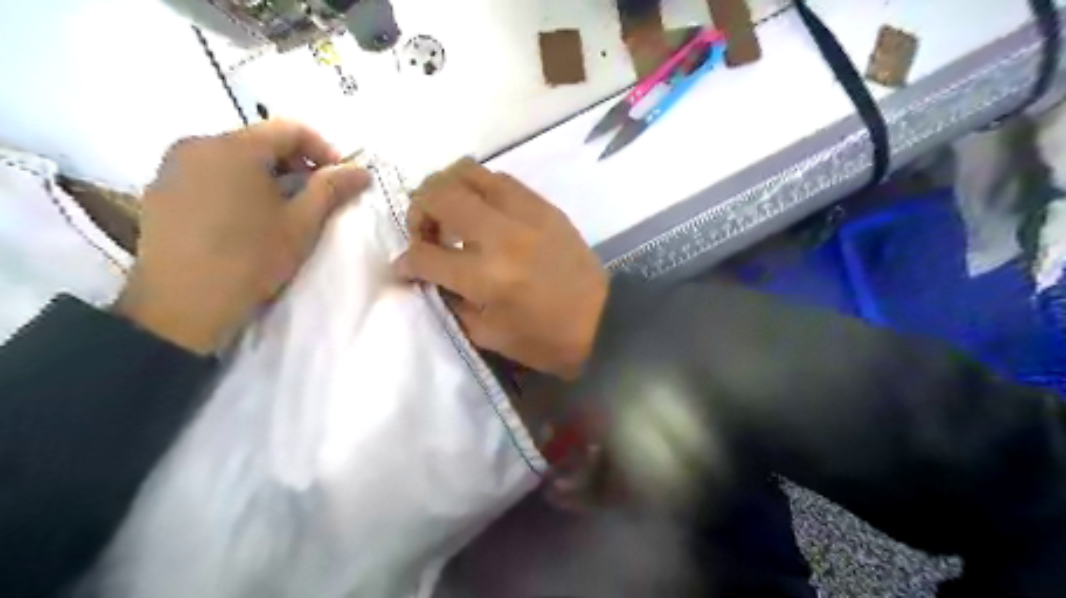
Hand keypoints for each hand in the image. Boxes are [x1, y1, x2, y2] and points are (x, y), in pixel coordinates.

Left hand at [112, 121, 369, 354]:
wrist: (183, 305)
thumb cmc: (251, 258)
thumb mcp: (302, 223)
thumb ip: (332, 189)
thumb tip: (361, 171)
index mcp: (234, 147)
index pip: (289, 129)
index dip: (324, 149)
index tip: (339, 179)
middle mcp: (197, 145)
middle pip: (260, 142)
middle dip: (295, 166)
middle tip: (314, 199)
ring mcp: (172, 168)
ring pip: (234, 159)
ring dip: (267, 177)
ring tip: (282, 213)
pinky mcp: (160, 192)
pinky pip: (209, 175)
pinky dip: (237, 187)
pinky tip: (247, 222)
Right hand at [394, 159, 606, 378]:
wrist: (604, 322)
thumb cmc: (546, 340)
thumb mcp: (489, 335)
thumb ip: (452, 301)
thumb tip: (429, 276)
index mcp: (487, 277)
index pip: (426, 255)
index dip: (406, 261)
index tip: (405, 266)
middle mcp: (502, 235)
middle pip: (440, 195)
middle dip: (417, 209)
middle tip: (424, 230)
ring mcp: (526, 214)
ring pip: (469, 172)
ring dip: (446, 188)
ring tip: (449, 212)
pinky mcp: (545, 207)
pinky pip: (501, 179)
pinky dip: (480, 188)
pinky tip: (481, 209)